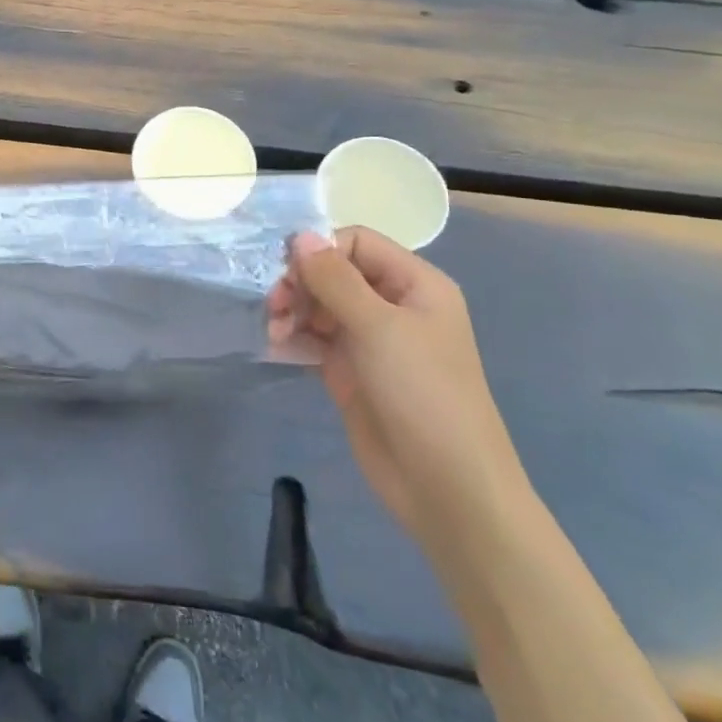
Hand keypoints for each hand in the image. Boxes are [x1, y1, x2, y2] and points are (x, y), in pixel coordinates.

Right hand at [267, 227, 526, 548]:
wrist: (445, 485)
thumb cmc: (422, 393)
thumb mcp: (378, 327)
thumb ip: (335, 278)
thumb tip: (300, 235)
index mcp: (415, 285)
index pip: (358, 242)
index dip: (321, 249)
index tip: (289, 272)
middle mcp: (393, 306)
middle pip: (334, 272)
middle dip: (301, 283)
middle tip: (276, 306)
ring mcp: (371, 340)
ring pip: (320, 304)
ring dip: (293, 310)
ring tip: (276, 332)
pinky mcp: (351, 371)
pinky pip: (315, 338)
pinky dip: (294, 337)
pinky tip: (277, 346)